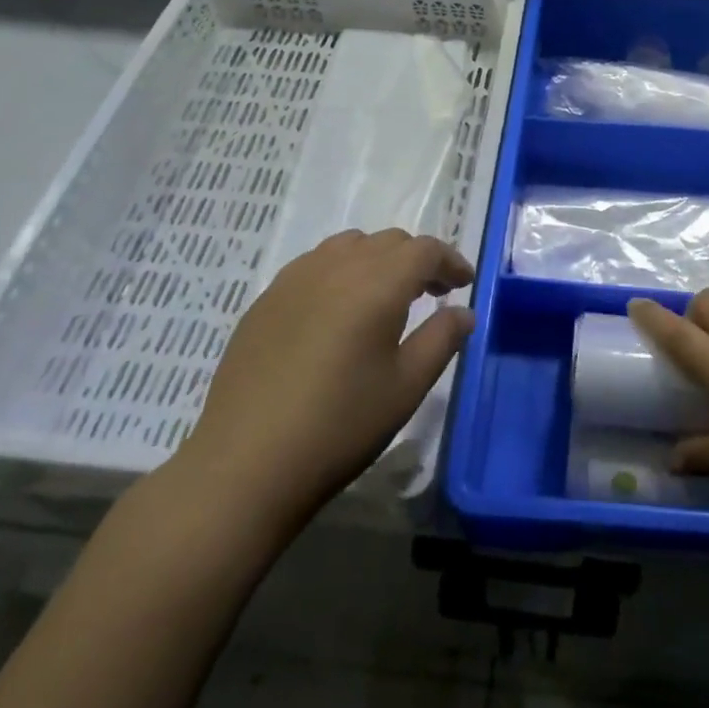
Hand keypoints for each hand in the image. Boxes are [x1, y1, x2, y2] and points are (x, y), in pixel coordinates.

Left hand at [173, 229, 474, 530]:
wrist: (244, 466)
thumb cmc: (339, 426)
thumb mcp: (406, 387)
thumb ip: (442, 339)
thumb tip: (463, 312)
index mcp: (377, 283)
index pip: (424, 250)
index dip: (450, 261)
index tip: (464, 284)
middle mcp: (337, 267)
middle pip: (389, 241)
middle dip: (417, 260)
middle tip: (433, 292)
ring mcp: (295, 279)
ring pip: (349, 246)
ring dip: (377, 260)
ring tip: (384, 296)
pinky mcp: (266, 300)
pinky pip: (315, 265)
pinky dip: (340, 271)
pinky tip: (337, 311)